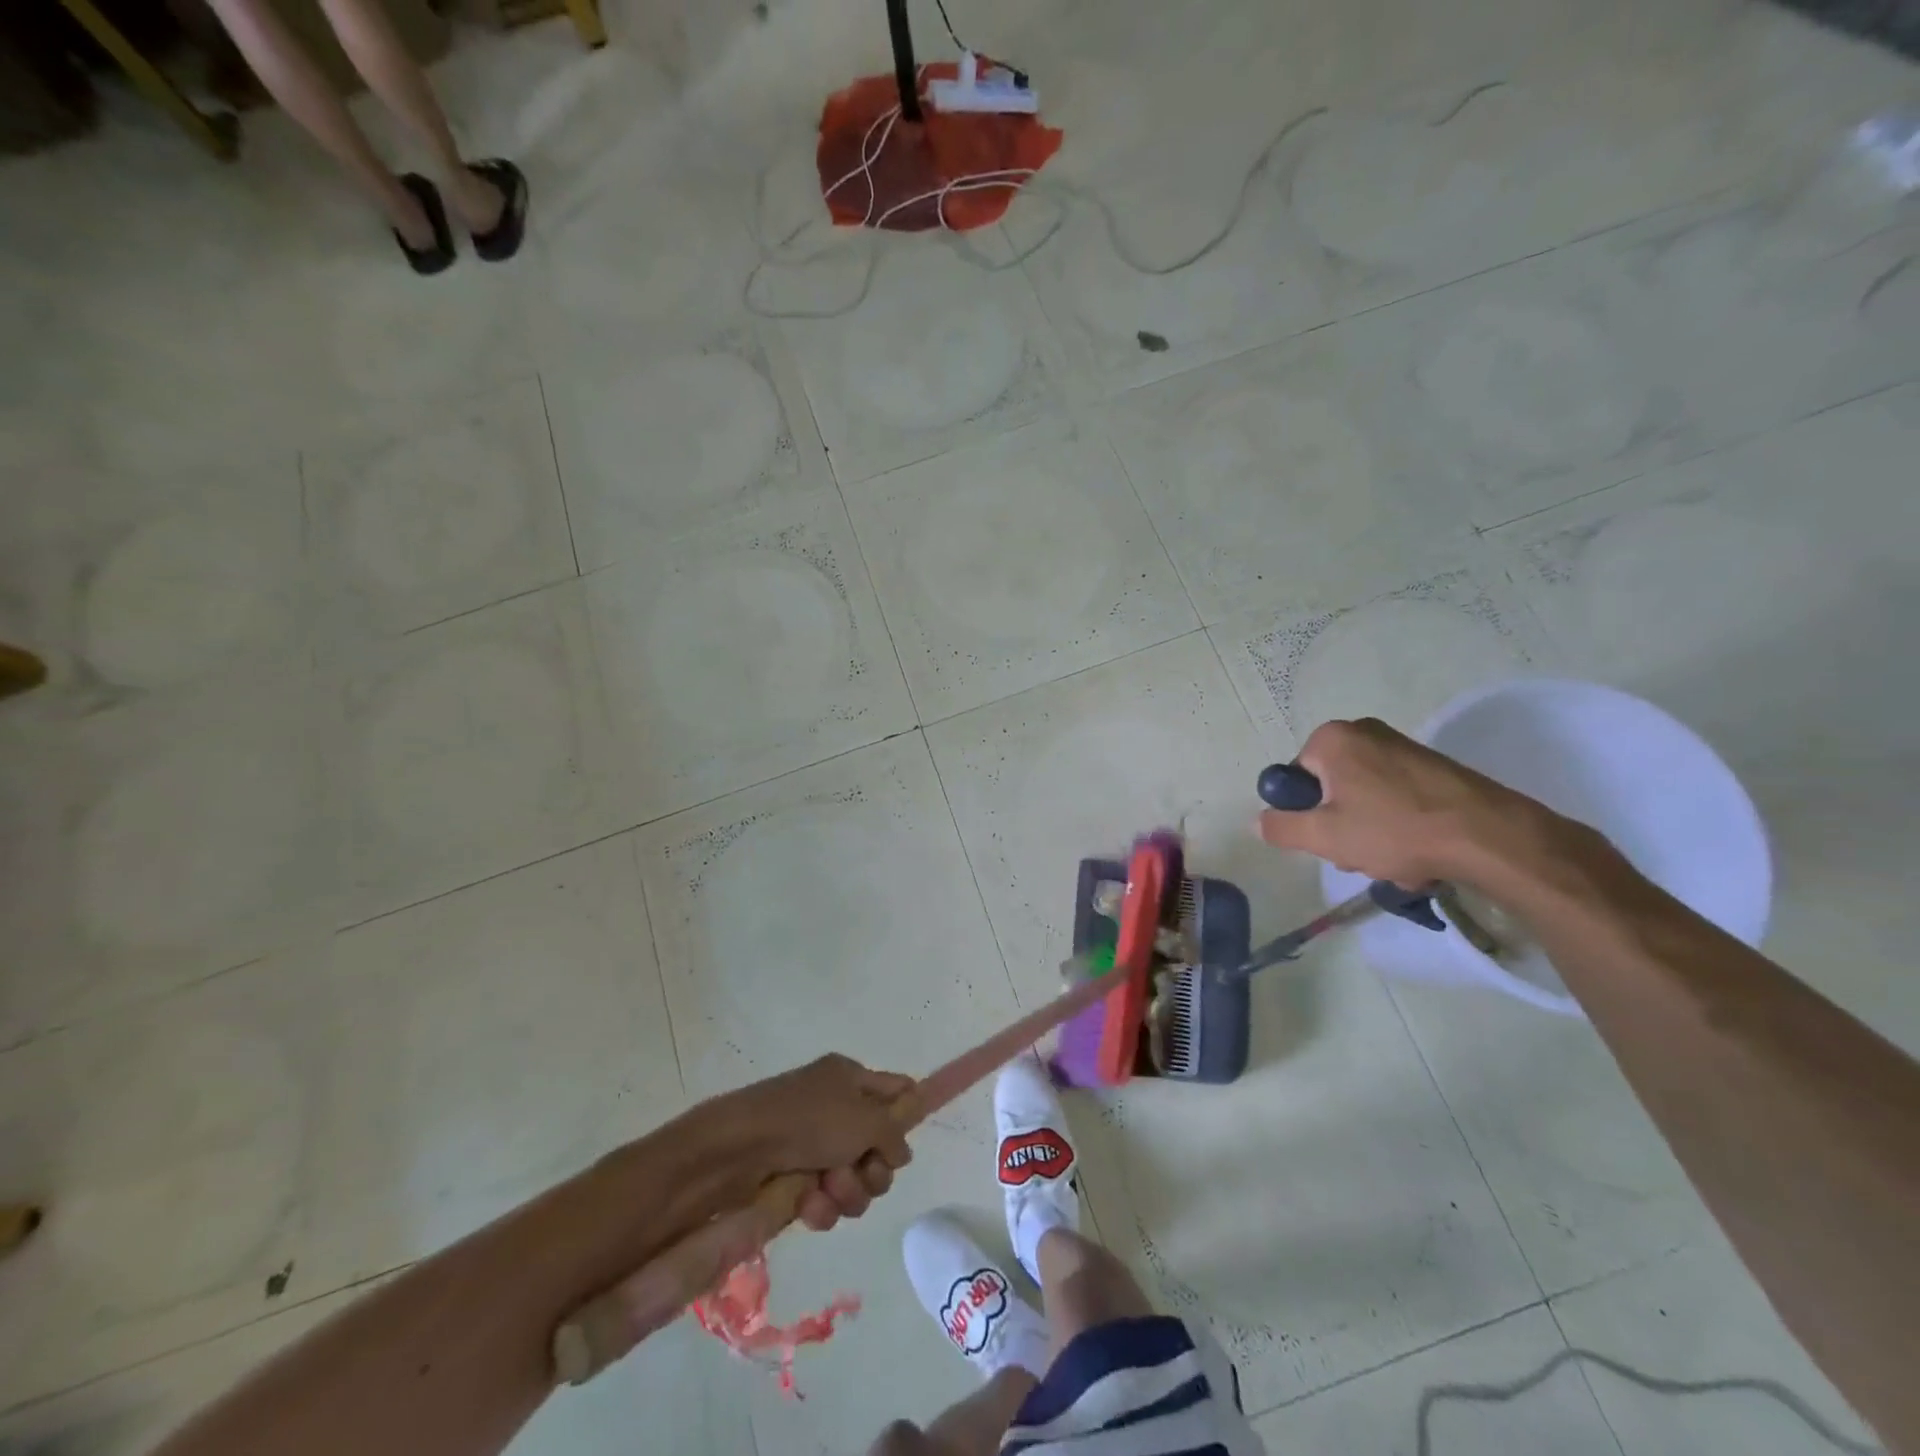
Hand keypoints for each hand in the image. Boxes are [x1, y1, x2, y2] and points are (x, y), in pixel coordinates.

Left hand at [721, 1054, 914, 1232]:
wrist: (740, 1151)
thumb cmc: (810, 1120)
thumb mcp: (867, 1118)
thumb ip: (895, 1133)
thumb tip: (900, 1152)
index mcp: (851, 1078)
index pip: (896, 1091)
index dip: (909, 1115)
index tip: (907, 1144)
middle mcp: (835, 1108)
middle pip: (879, 1147)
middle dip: (875, 1169)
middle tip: (864, 1171)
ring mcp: (814, 1146)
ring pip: (855, 1180)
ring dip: (848, 1191)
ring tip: (829, 1188)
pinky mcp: (795, 1181)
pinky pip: (827, 1201)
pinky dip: (822, 1206)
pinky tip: (809, 1206)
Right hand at [1257, 718, 1545, 886]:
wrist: (1490, 836)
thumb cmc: (1394, 830)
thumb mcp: (1323, 836)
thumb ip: (1281, 827)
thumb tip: (1260, 820)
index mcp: (1332, 739)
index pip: (1295, 779)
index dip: (1305, 813)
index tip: (1328, 838)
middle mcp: (1365, 732)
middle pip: (1330, 788)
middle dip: (1340, 825)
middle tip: (1359, 853)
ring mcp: (1402, 747)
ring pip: (1364, 798)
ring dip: (1369, 832)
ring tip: (1394, 860)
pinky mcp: (1433, 767)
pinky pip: (1395, 798)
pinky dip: (1398, 825)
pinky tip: (1418, 853)